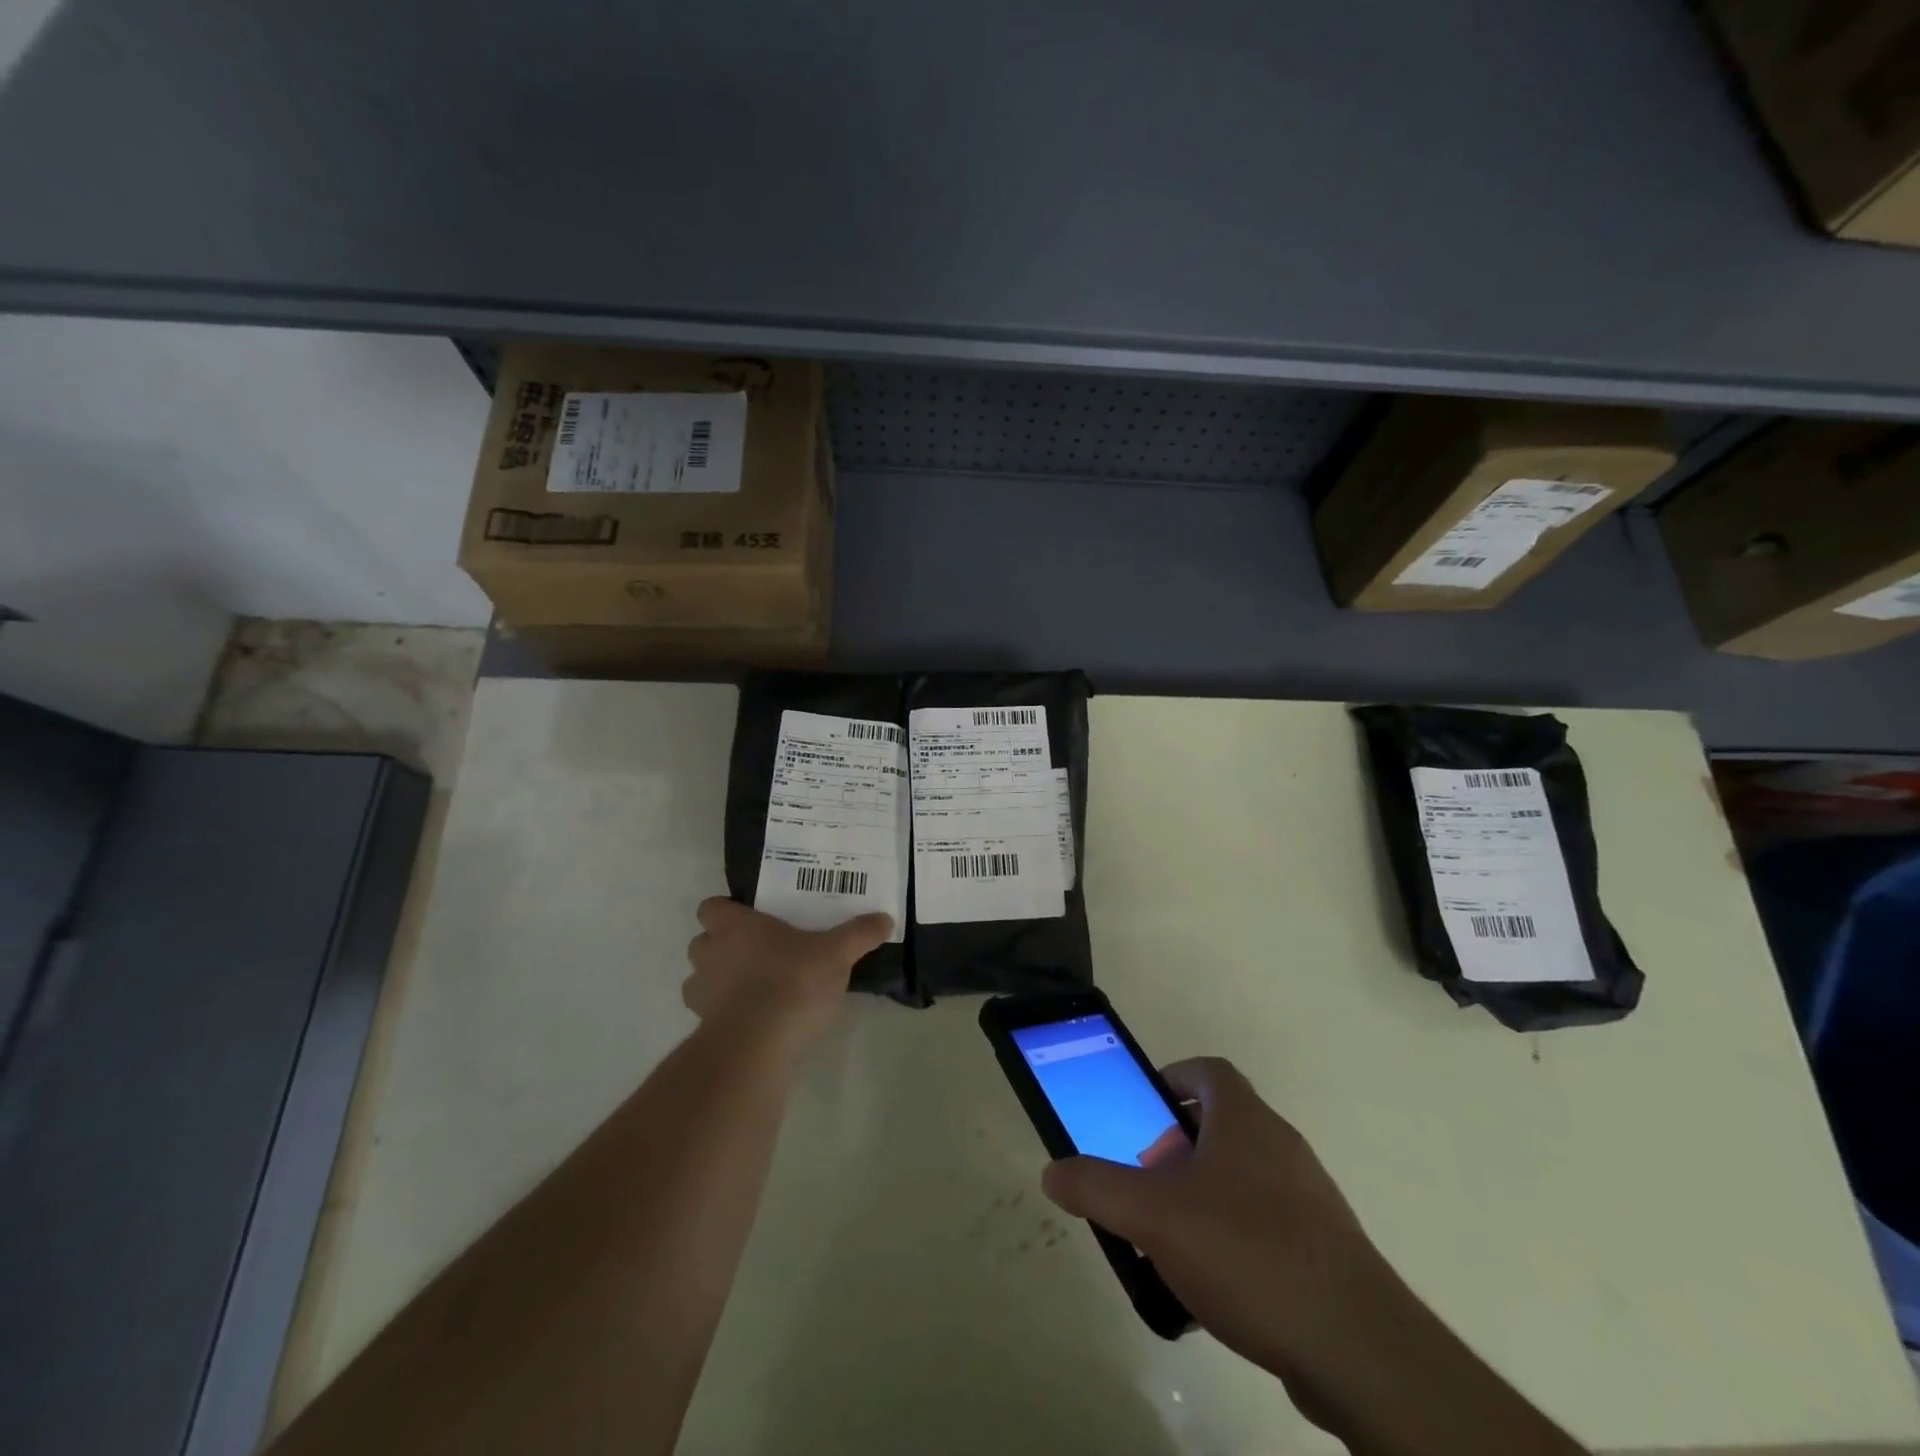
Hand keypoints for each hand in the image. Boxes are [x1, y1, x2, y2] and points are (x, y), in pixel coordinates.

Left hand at [683, 898, 891, 1050]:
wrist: (758, 1045)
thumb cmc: (793, 982)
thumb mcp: (837, 954)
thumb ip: (859, 934)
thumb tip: (885, 918)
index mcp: (735, 927)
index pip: (711, 907)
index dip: (726, 911)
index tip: (751, 918)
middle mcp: (710, 954)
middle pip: (703, 942)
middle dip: (722, 947)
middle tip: (758, 952)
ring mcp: (702, 994)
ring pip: (700, 980)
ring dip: (720, 982)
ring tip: (754, 989)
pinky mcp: (705, 1030)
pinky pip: (711, 1015)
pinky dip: (727, 1015)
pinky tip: (755, 1021)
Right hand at [1040, 1057, 1398, 1397]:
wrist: (1359, 1351)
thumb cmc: (1248, 1254)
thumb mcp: (1154, 1217)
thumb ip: (1097, 1187)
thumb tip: (1053, 1171)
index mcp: (1245, 1119)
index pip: (1207, 1071)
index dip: (1172, 1079)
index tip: (1143, 1111)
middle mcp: (1281, 1145)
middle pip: (1221, 1124)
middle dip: (1176, 1147)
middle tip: (1146, 1182)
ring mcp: (1309, 1198)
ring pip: (1242, 1177)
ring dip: (1202, 1195)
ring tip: (1170, 1239)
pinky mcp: (1325, 1250)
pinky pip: (1265, 1224)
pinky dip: (1233, 1238)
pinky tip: (1212, 1287)